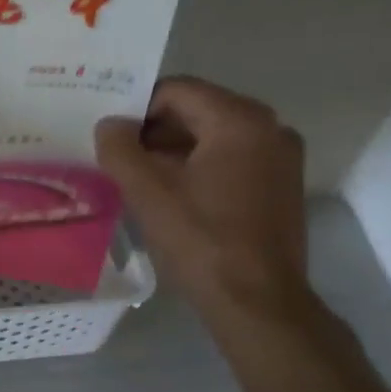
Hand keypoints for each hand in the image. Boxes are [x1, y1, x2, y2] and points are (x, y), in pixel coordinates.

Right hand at [94, 77, 308, 320]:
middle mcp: (270, 128)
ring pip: (214, 137)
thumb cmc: (201, 240)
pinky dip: (199, 168)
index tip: (110, 135)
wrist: (257, 301)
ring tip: (138, 178)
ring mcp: (281, 158)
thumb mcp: (147, 192)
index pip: (177, 90)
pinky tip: (172, 197)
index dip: (137, 107)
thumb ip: (120, 149)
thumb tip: (109, 125)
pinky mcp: (281, 187)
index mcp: (240, 120)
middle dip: (154, 130)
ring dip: (174, 151)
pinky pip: (231, 160)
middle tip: (118, 156)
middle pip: (198, 111)